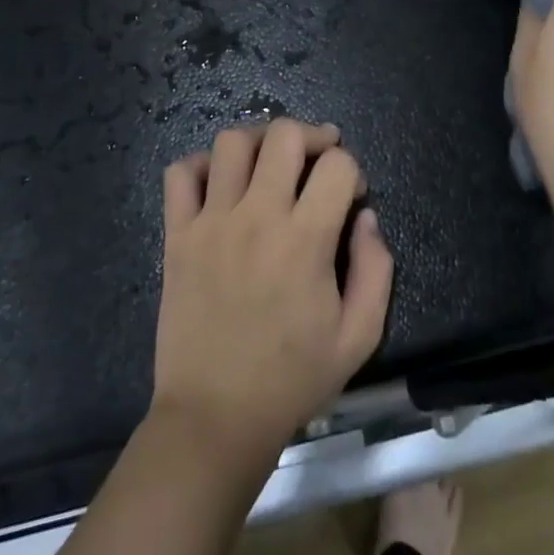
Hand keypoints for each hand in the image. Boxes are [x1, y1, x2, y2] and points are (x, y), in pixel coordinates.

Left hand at [153, 119, 394, 462]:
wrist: (214, 420)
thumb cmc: (291, 379)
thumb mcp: (358, 336)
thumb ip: (376, 268)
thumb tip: (366, 216)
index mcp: (305, 239)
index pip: (337, 164)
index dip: (352, 170)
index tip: (350, 195)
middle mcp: (258, 216)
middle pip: (284, 134)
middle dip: (311, 136)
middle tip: (317, 158)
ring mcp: (211, 222)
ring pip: (232, 142)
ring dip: (259, 141)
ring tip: (270, 163)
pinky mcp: (177, 236)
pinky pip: (180, 173)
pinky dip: (201, 166)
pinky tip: (220, 185)